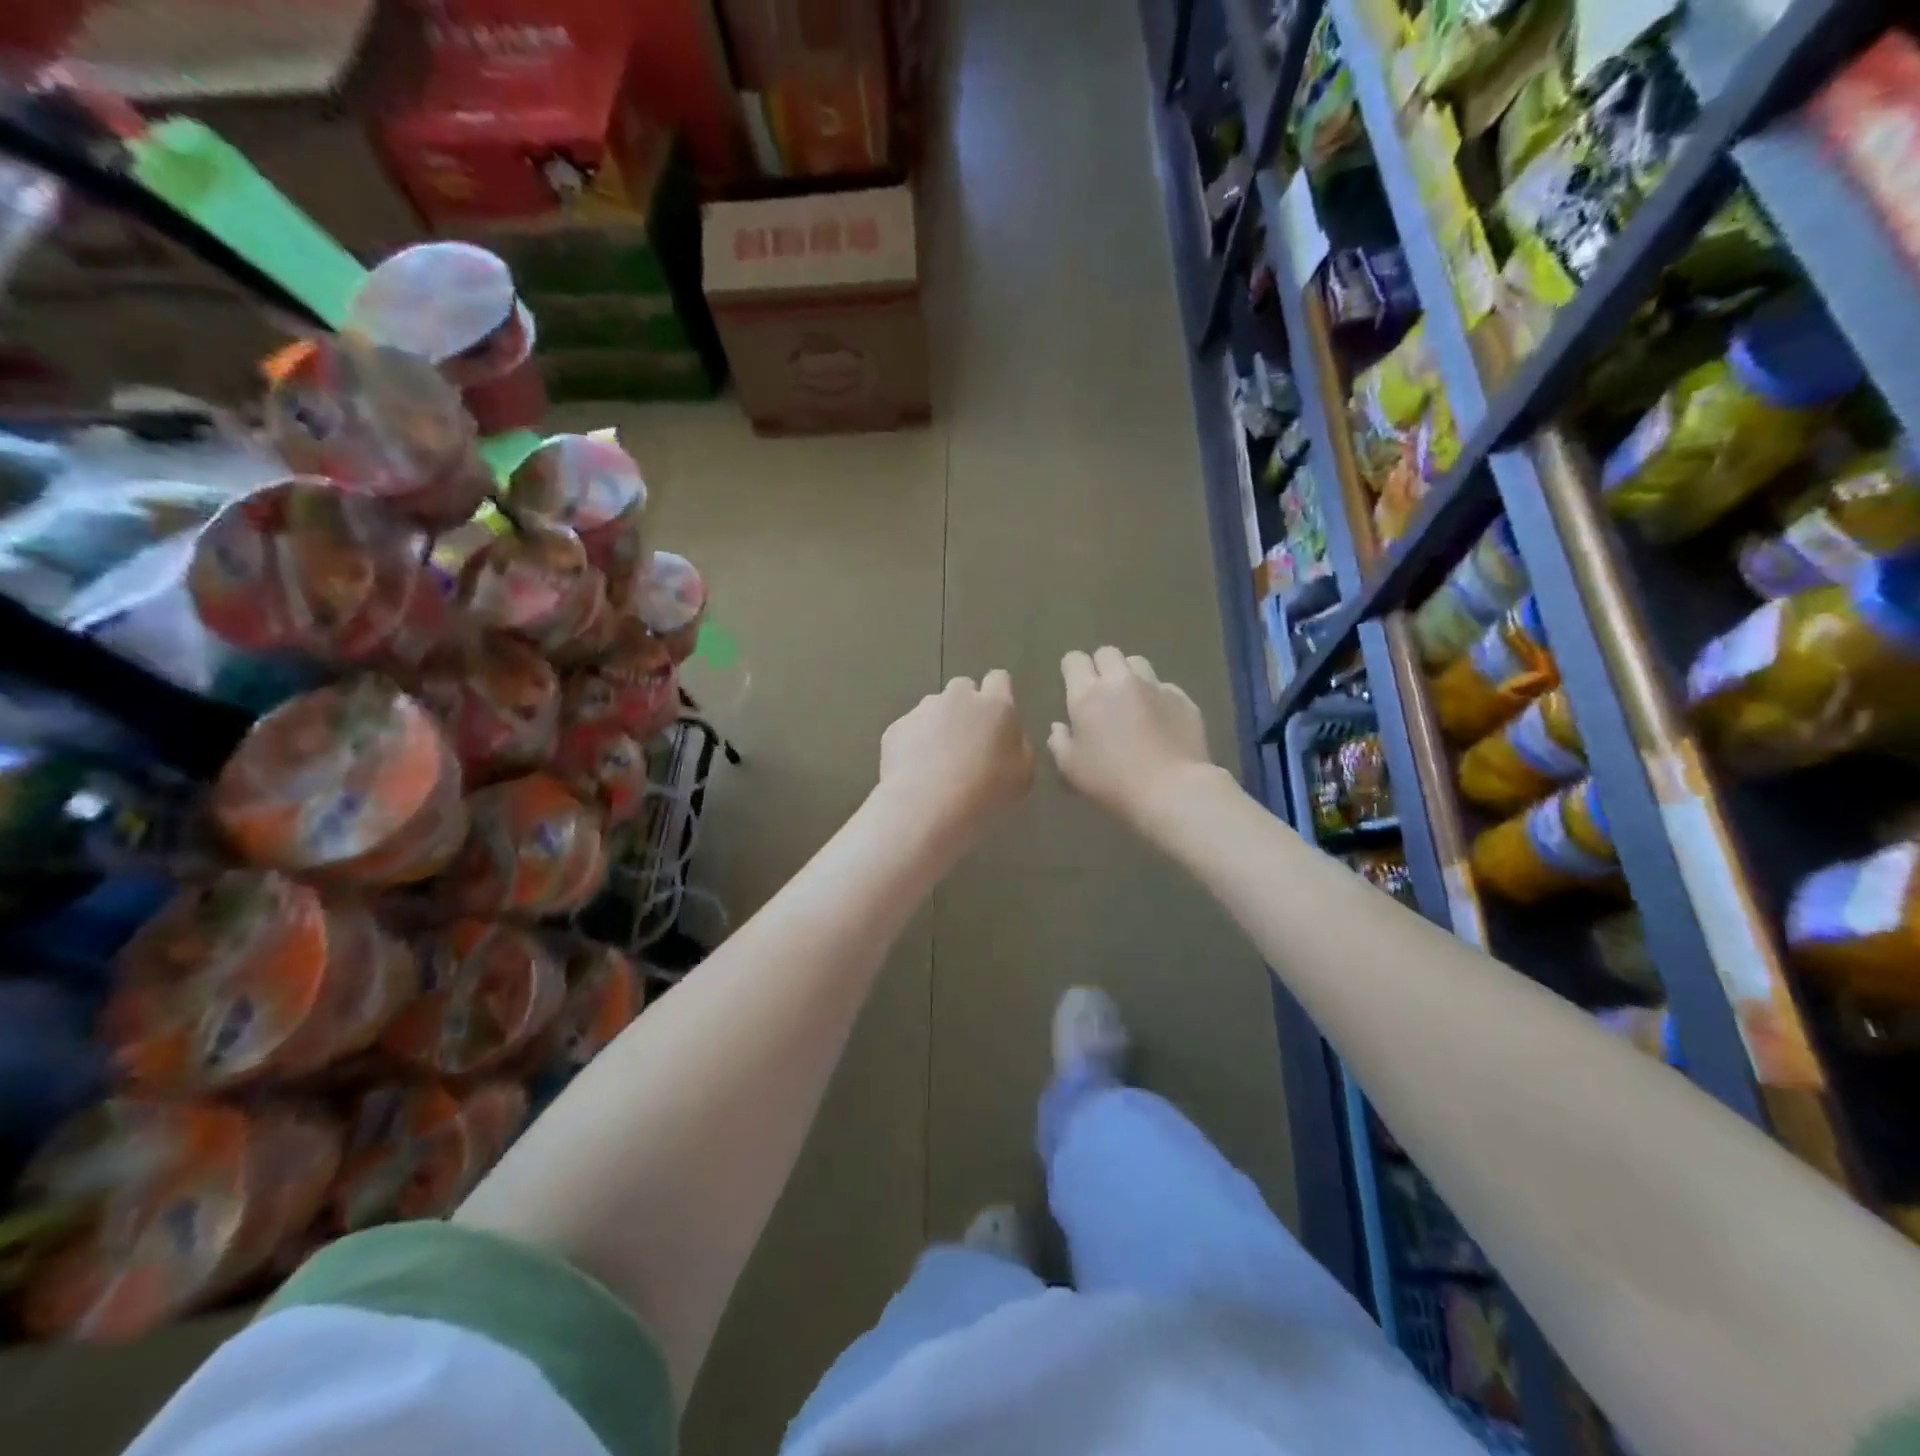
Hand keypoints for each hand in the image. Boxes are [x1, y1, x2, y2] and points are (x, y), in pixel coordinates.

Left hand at [878, 670, 1033, 841]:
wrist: (928, 805)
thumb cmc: (986, 791)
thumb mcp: (1023, 774)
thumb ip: (1018, 746)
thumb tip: (1009, 737)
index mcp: (995, 705)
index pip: (999, 679)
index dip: (998, 694)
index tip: (996, 717)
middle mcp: (958, 698)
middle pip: (963, 688)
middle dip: (965, 707)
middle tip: (967, 741)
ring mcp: (923, 710)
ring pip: (933, 708)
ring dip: (938, 725)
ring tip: (937, 762)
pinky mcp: (896, 727)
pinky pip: (909, 730)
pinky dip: (913, 744)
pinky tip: (916, 771)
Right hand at [1050, 648, 1213, 829]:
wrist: (1172, 791)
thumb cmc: (1112, 781)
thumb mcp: (1071, 769)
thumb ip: (1059, 742)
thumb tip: (1059, 727)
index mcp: (1087, 694)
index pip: (1074, 659)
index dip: (1072, 670)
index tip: (1074, 687)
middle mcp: (1120, 680)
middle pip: (1107, 653)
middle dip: (1102, 667)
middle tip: (1103, 693)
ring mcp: (1155, 686)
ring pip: (1138, 663)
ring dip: (1131, 676)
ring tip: (1133, 702)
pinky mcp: (1183, 699)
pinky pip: (1165, 687)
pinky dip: (1158, 697)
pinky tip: (1160, 722)